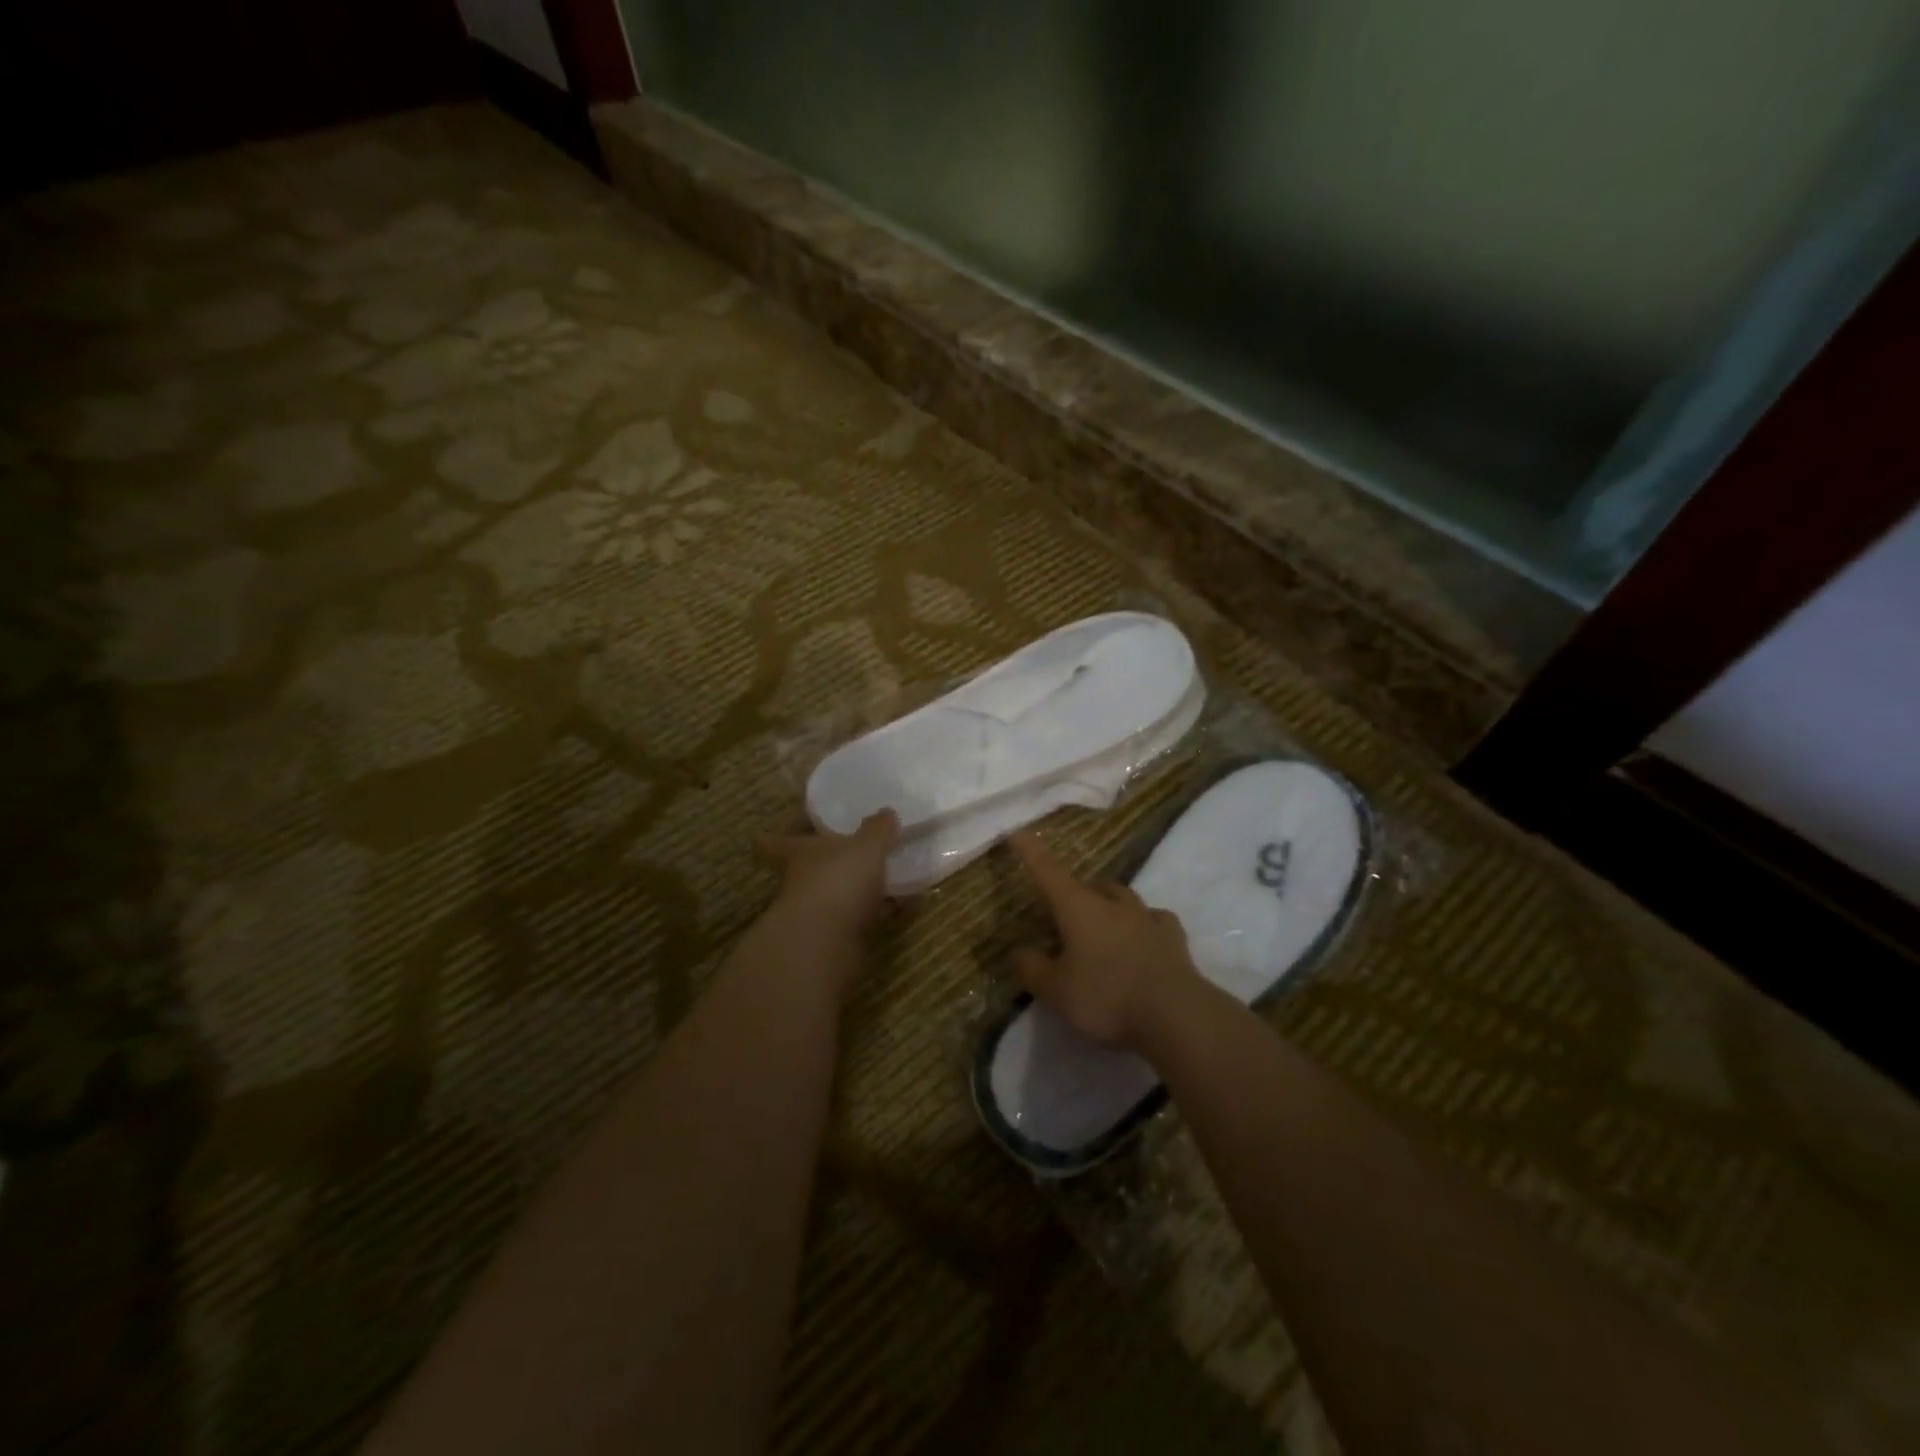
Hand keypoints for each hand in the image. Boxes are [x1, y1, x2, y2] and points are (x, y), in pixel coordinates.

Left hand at [758, 810, 900, 936]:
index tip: (802, 825)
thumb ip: (878, 829)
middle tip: (867, 849)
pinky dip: (885, 912)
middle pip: (811, 867)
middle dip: (836, 861)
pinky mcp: (837, 939)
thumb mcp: (865, 846)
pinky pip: (864, 918)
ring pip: (840, 894)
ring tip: (899, 875)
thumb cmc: (837, 880)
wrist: (826, 946)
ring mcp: (816, 913)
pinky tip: (912, 905)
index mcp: (796, 852)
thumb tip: (887, 813)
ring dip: (865, 888)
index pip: (771, 842)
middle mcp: (800, 881)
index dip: (783, 833)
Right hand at [1009, 832, 1201, 1049]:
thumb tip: (1020, 953)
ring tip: (1102, 921)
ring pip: (1122, 897)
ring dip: (1109, 903)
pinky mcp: (1173, 938)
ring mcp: (1146, 917)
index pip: (1048, 872)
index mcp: (1078, 908)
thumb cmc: (1106, 997)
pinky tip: (1144, 934)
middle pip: (1089, 885)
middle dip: (1074, 892)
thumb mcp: (1056, 991)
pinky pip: (1155, 919)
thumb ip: (1032, 970)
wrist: (1175, 1014)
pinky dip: (1145, 922)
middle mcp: (1112, 904)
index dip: (1030, 851)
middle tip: (1063, 912)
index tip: (1017, 832)